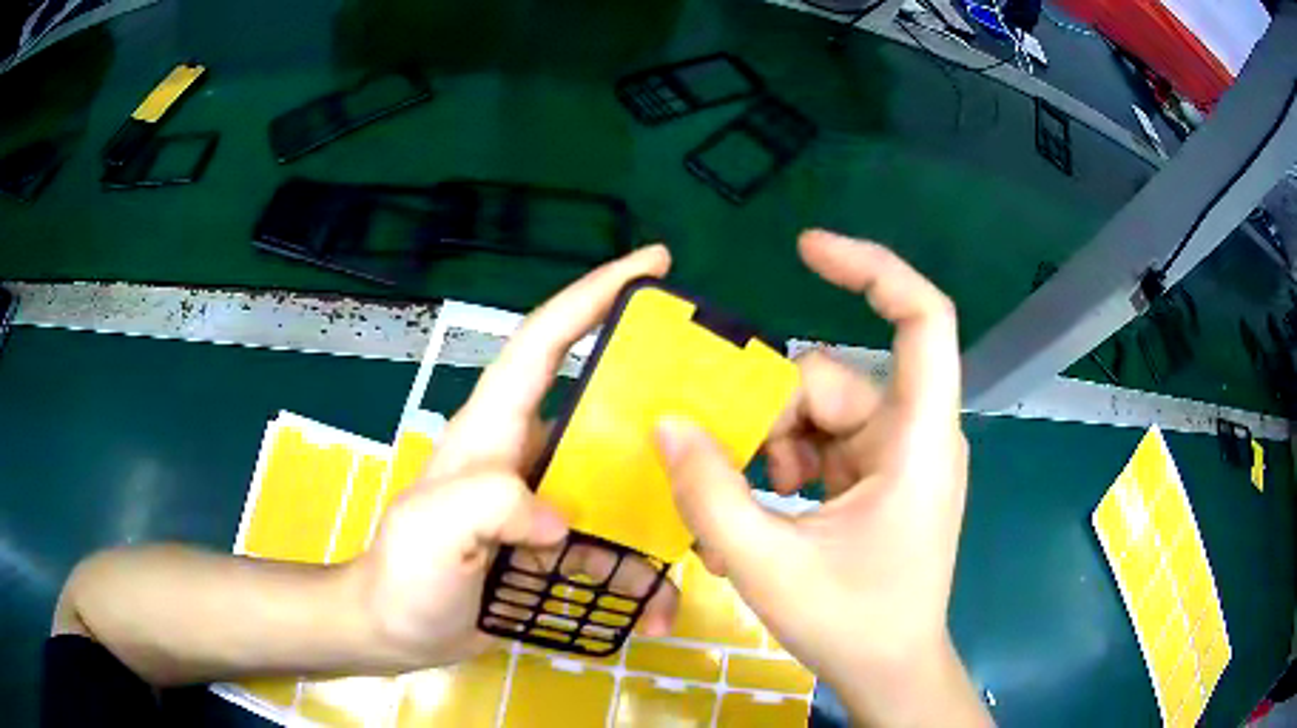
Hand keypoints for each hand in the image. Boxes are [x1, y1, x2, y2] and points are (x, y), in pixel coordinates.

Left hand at [354, 245, 679, 666]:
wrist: (398, 629)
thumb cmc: (404, 574)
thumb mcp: (431, 530)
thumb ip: (488, 503)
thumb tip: (562, 518)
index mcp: (496, 427)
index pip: (547, 340)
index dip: (596, 293)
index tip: (652, 264)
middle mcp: (528, 452)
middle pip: (606, 410)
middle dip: (660, 411)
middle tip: (716, 428)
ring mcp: (545, 499)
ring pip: (620, 485)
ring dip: (659, 516)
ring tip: (698, 547)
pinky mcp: (556, 543)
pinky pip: (613, 543)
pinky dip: (638, 571)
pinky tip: (654, 606)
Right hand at [655, 231, 989, 725]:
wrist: (891, 673)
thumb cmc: (853, 625)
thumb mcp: (767, 566)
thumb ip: (709, 493)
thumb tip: (667, 423)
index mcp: (919, 441)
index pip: (922, 319)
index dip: (872, 269)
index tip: (805, 249)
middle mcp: (917, 435)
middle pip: (835, 380)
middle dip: (771, 416)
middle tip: (725, 468)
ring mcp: (899, 458)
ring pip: (822, 414)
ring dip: (773, 449)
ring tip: (743, 508)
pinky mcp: (881, 480)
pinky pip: (825, 446)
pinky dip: (787, 468)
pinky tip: (762, 513)